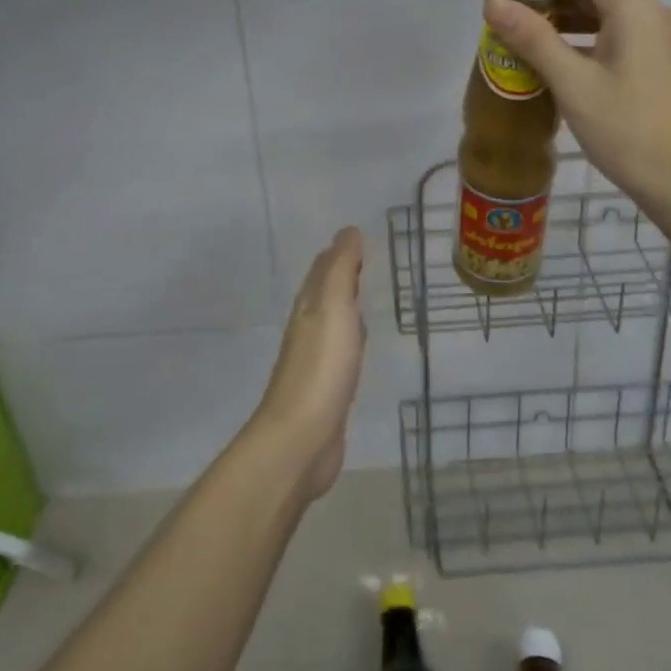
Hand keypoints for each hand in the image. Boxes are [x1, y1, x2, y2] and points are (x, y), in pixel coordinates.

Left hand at [248, 227, 366, 502]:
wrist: (301, 439)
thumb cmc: (321, 367)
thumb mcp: (334, 307)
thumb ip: (341, 269)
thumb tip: (348, 231)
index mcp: (309, 305)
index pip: (324, 267)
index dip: (341, 250)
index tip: (362, 235)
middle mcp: (309, 326)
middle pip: (325, 291)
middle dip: (343, 273)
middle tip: (369, 257)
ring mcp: (316, 359)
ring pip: (333, 319)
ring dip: (347, 304)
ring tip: (369, 293)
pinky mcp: (327, 388)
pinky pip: (341, 350)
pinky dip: (351, 337)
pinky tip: (361, 344)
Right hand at [484, 0, 670, 209]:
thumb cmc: (627, 128)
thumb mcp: (572, 83)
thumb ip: (532, 37)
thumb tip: (491, 1)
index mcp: (635, 7)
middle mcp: (654, 14)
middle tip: (509, 16)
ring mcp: (664, 41)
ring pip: (608, 14)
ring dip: (568, 20)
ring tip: (527, 40)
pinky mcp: (665, 66)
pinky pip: (621, 37)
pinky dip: (589, 40)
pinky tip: (561, 64)